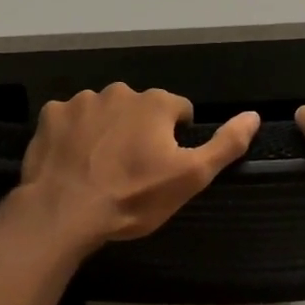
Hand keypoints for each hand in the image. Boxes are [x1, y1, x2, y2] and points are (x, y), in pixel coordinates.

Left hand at [18, 84, 258, 247]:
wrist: (63, 213)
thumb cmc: (132, 197)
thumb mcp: (190, 178)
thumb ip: (225, 144)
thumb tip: (253, 115)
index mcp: (155, 103)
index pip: (179, 110)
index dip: (176, 137)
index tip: (165, 164)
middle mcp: (119, 91)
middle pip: (140, 108)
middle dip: (140, 131)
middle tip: (132, 169)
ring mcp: (81, 101)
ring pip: (105, 112)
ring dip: (107, 131)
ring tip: (100, 167)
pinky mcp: (51, 116)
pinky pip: (70, 120)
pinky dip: (74, 135)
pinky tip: (73, 161)